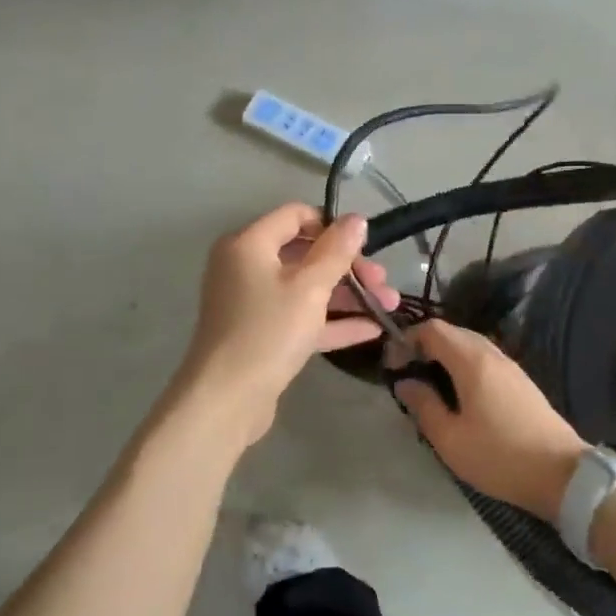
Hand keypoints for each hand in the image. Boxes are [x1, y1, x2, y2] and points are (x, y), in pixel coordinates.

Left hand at [176, 203, 398, 438]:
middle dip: (348, 267)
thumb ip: (336, 251)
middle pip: (304, 253)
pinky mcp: (261, 334)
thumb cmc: (268, 331)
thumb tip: (357, 219)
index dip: (332, 226)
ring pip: (305, 288)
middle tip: (383, 282)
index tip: (364, 246)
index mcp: (249, 244)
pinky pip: (300, 317)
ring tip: (388, 305)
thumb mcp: (309, 287)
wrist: (226, 399)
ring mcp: (252, 303)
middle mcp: (246, 267)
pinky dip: (331, 320)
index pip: (295, 216)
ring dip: (347, 295)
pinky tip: (370, 329)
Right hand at [394, 319, 589, 519]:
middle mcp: (492, 354)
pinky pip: (485, 359)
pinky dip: (464, 364)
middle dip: (425, 345)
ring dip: (445, 355)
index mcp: (472, 361)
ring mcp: (510, 366)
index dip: (407, 339)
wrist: (562, 474)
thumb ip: (423, 405)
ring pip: (470, 345)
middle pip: (452, 332)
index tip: (393, 365)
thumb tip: (405, 382)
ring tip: (430, 384)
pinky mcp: (521, 381)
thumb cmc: (499, 456)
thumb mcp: (450, 438)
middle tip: (408, 373)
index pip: (433, 329)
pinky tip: (459, 393)